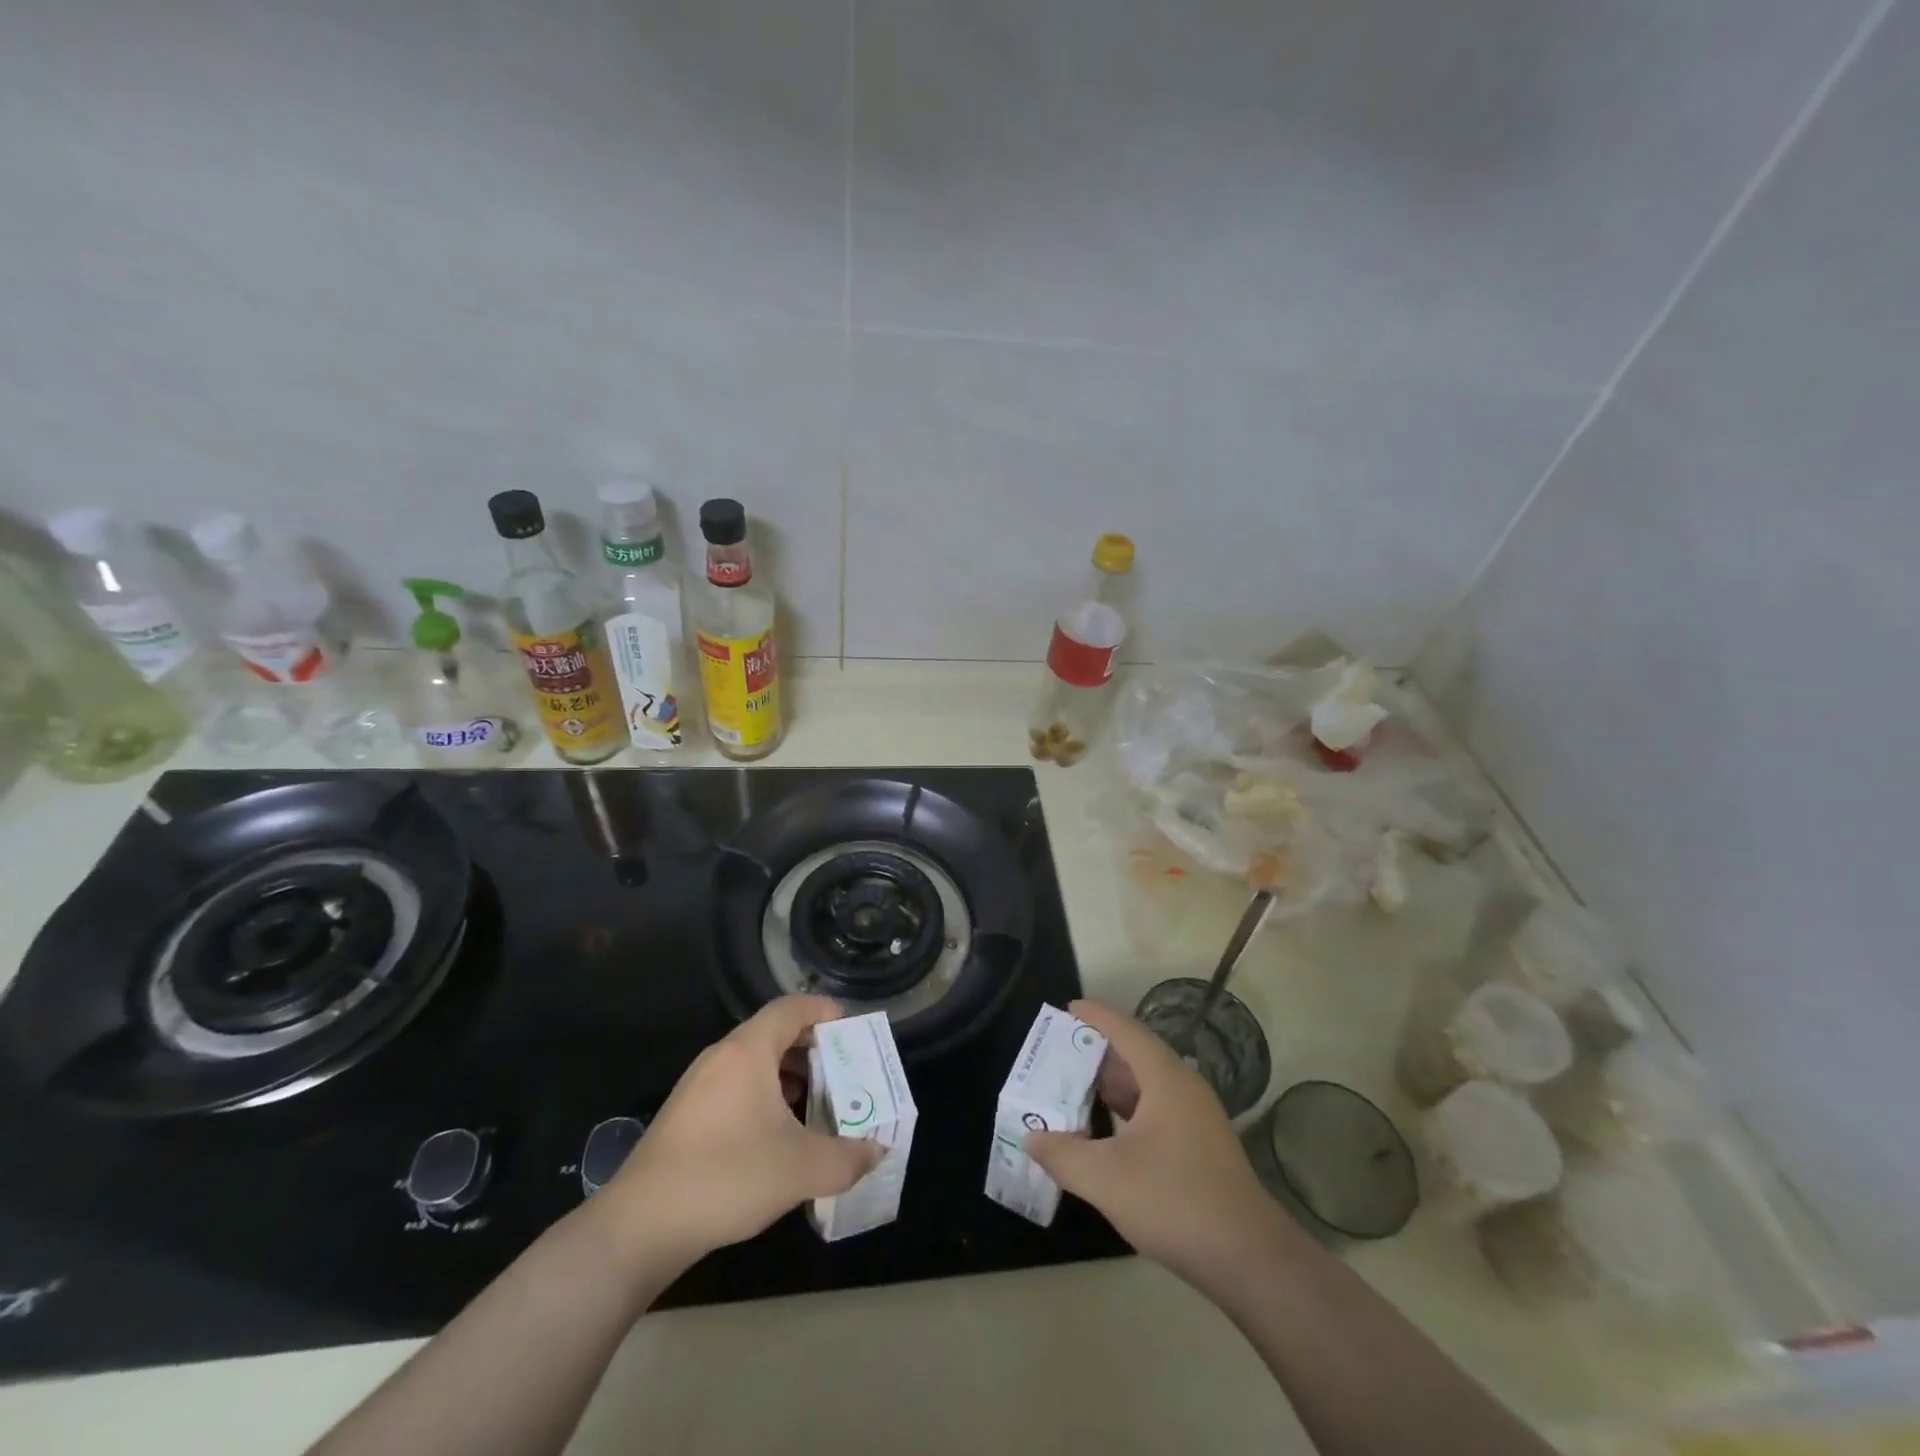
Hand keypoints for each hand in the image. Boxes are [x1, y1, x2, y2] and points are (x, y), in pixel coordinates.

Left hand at [592, 995, 880, 1274]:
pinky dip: (764, 1094)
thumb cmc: (727, 1176)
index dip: (824, 1011)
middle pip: (774, 1032)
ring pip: (753, 1061)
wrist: (640, 1227)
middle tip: (843, 1069)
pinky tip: (777, 1132)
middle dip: (812, 1046)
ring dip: (788, 1073)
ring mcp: (699, 1086)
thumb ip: (847, 1157)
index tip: (851, 1029)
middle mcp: (721, 1057)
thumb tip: (877, 1151)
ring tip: (816, 1100)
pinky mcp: (686, 1115)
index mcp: (748, 1051)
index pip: (792, 1008)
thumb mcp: (800, 1169)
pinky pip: (736, 1085)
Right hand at [1025, 999, 1290, 1290]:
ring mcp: (1197, 1117)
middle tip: (1058, 1054)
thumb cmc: (1175, 1202)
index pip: (1126, 1031)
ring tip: (1074, 1087)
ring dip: (1112, 1083)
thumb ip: (1063, 1155)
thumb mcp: (1106, 1179)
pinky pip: (1157, 1109)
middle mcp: (1184, 1087)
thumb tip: (1032, 1137)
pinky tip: (1106, 1130)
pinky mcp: (1201, 1145)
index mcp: (1165, 1079)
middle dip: (1097, 1051)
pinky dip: (1128, 1108)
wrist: (1250, 1259)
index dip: (1096, 1016)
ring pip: (1147, 1084)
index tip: (1067, 1008)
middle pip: (1136, 1054)